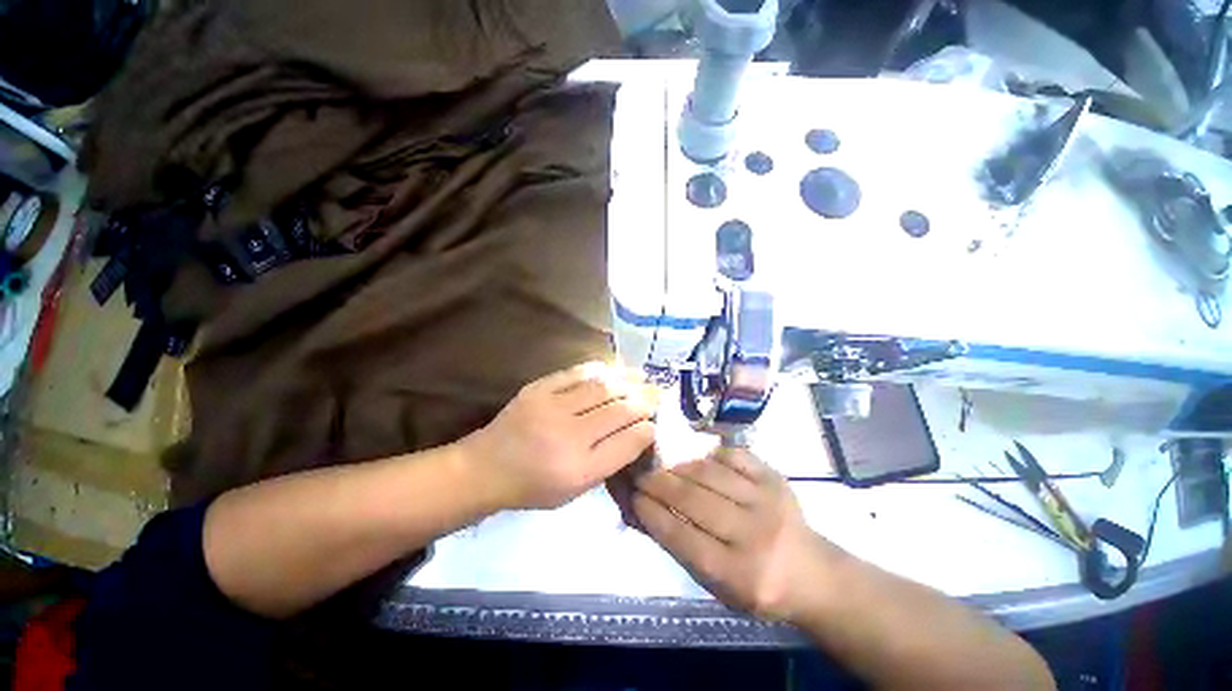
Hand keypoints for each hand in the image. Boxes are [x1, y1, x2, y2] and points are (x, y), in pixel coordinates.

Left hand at [460, 363, 656, 510]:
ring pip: (602, 387)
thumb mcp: (576, 488)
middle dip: (645, 400)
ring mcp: (550, 408)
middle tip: (659, 393)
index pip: (626, 443)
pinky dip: (599, 370)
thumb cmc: (535, 486)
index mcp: (578, 470)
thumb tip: (641, 432)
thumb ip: (610, 461)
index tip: (656, 422)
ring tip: (643, 378)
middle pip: (619, 410)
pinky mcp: (537, 389)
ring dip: (628, 380)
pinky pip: (576, 373)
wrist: (486, 467)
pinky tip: (612, 370)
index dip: (647, 429)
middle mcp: (568, 437)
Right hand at [633, 448, 843, 622]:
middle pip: (694, 500)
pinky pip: (733, 455)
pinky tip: (699, 462)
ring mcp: (767, 501)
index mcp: (738, 574)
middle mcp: (754, 535)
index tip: (633, 496)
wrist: (813, 574)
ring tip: (665, 468)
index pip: (682, 537)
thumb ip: (679, 548)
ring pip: (710, 473)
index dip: (652, 512)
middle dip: (659, 484)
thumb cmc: (757, 587)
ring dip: (679, 468)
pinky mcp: (775, 478)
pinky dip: (709, 455)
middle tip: (641, 475)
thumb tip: (641, 512)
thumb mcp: (716, 585)